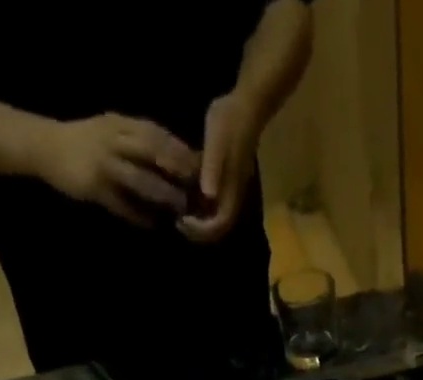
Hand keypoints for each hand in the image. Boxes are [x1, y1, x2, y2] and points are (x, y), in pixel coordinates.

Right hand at [38, 114, 198, 225]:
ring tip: (178, 209)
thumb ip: (139, 142)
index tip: (202, 165)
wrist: (46, 146)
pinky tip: (152, 225)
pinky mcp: (93, 187)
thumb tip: (175, 159)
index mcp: (120, 124)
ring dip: (160, 194)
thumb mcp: (113, 132)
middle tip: (197, 187)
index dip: (179, 149)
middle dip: (175, 168)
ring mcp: (102, 163)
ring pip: (137, 178)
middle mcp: (113, 139)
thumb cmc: (87, 142)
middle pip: (150, 151)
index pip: (155, 133)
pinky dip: (137, 215)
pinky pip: (120, 204)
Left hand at [178, 91, 261, 243]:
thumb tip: (208, 196)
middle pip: (217, 229)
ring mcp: (231, 193)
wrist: (246, 106)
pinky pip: (213, 207)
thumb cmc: (230, 122)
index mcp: (232, 192)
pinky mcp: (227, 184)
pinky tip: (185, 198)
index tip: (180, 220)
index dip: (200, 230)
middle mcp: (233, 199)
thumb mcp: (217, 142)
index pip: (218, 226)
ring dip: (198, 223)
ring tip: (178, 213)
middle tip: (176, 221)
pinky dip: (200, 210)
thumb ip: (213, 168)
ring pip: (215, 220)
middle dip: (197, 231)